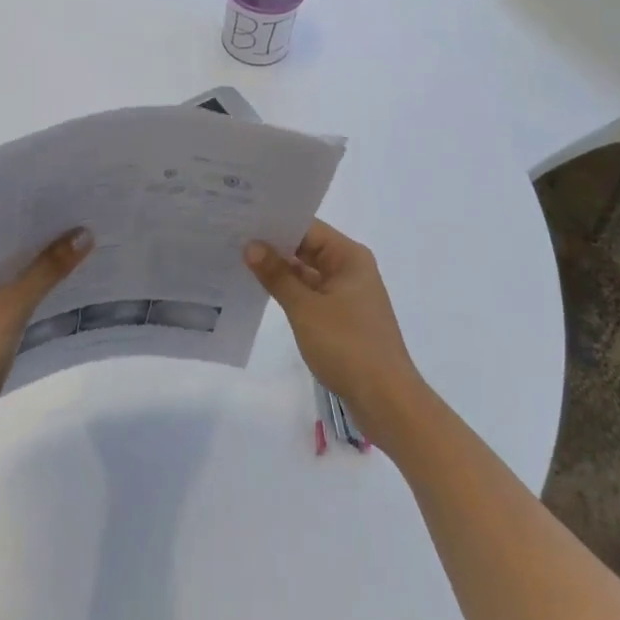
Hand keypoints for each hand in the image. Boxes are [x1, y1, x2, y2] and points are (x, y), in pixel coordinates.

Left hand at [0, 228, 91, 447]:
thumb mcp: (13, 304)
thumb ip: (48, 267)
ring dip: (27, 261)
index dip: (15, 211)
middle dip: (27, 236)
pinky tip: (53, 276)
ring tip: (67, 239)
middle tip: (67, 214)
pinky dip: (22, 285)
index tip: (50, 196)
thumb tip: (85, 233)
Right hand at [244, 220, 430, 447]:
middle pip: (307, 248)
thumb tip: (251, 245)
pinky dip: (289, 293)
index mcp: (349, 257)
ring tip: (238, 260)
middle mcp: (350, 269)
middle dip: (273, 246)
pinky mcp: (342, 319)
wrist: (387, 402)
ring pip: (307, 273)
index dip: (275, 222)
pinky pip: (311, 295)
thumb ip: (277, 275)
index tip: (242, 217)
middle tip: (233, 236)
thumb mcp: (306, 308)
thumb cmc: (348, 346)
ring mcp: (347, 295)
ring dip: (279, 271)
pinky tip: (260, 292)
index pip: (307, 228)